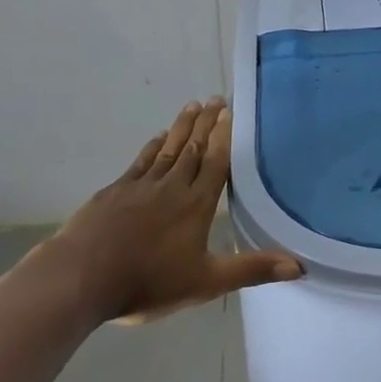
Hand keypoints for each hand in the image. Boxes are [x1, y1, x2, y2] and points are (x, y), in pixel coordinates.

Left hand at [47, 99, 301, 322]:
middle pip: (193, 148)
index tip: (229, 111)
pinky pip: (140, 162)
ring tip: (192, 106)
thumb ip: (252, 269)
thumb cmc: (147, 282)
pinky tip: (157, 138)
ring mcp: (140, 187)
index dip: (224, 136)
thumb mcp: (207, 282)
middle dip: (206, 123)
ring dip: (182, 127)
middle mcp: (172, 187)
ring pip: (168, 149)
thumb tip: (300, 266)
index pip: (216, 162)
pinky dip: (152, 147)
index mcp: (197, 204)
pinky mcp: (114, 192)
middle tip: (215, 99)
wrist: (79, 280)